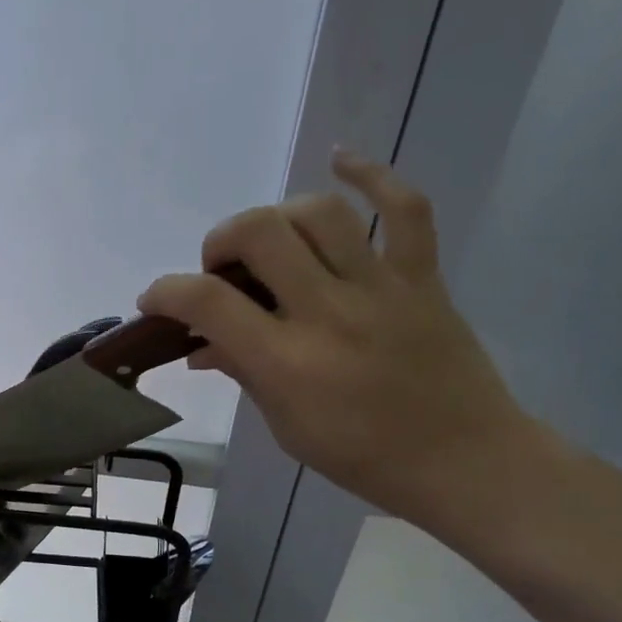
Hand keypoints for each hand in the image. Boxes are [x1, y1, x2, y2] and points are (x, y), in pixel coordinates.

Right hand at [139, 154, 540, 527]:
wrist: (465, 462)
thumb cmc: (364, 457)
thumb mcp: (287, 426)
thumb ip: (243, 373)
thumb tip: (201, 344)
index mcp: (289, 362)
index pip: (209, 302)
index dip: (167, 291)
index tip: (156, 299)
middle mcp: (329, 312)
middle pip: (260, 233)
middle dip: (221, 241)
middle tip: (222, 270)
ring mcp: (381, 288)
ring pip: (320, 213)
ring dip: (278, 217)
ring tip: (271, 242)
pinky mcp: (422, 278)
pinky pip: (405, 208)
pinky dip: (372, 175)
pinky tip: (340, 160)